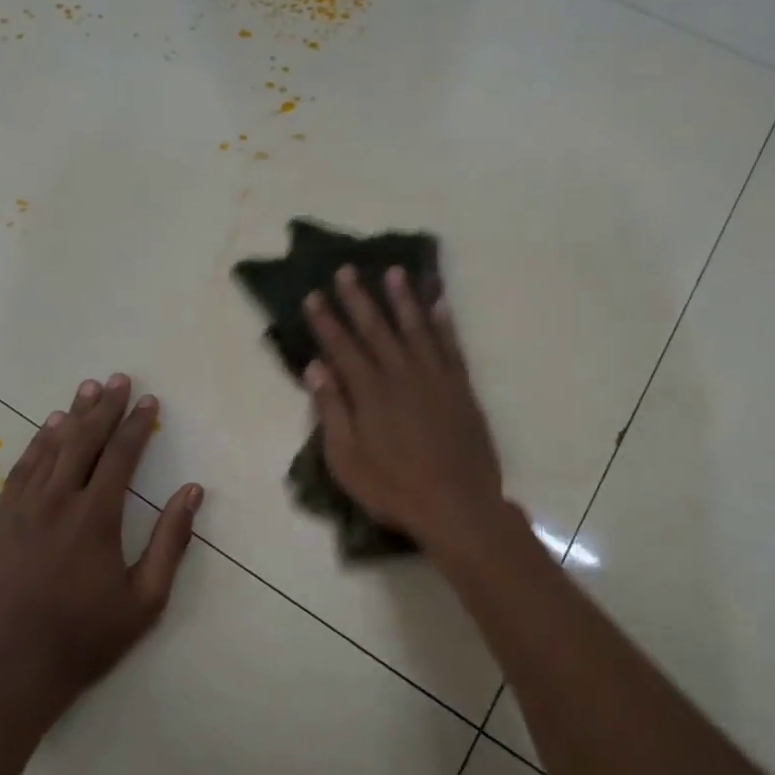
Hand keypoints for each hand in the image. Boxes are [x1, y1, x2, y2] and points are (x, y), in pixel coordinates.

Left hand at [0, 374, 201, 714]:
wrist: (8, 673)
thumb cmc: (86, 638)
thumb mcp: (145, 599)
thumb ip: (170, 542)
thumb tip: (192, 492)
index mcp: (95, 518)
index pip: (120, 457)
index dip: (137, 426)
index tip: (149, 402)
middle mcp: (56, 502)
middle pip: (83, 442)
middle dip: (104, 408)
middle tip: (118, 379)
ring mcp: (20, 510)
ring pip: (49, 450)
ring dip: (71, 417)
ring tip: (86, 391)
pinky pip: (19, 472)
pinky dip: (36, 446)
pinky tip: (46, 431)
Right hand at [303, 266, 514, 561]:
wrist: (457, 504)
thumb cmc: (393, 488)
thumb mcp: (346, 459)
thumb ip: (331, 410)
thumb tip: (315, 367)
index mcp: (369, 392)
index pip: (342, 346)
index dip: (326, 320)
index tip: (313, 295)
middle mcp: (401, 374)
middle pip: (376, 328)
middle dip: (358, 298)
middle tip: (346, 270)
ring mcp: (435, 378)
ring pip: (415, 327)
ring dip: (403, 298)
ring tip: (393, 272)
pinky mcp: (460, 387)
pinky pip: (451, 345)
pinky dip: (444, 322)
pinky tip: (438, 304)